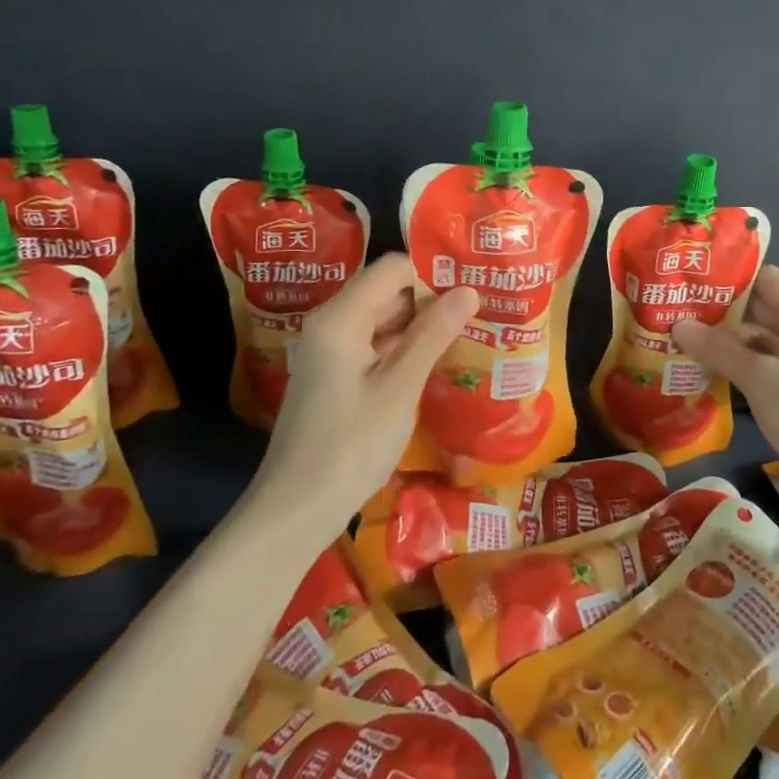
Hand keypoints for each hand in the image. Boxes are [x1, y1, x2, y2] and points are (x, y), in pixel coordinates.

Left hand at [255, 254, 478, 531]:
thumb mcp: (399, 388)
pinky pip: (375, 346)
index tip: (474, 283)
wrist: (296, 509)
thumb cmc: (350, 446)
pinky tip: (439, 360)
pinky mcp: (336, 375)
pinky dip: (405, 349)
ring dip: (422, 325)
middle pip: (387, 291)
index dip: (433, 271)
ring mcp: (331, 351)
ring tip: (471, 330)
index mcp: (341, 317)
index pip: (392, 268)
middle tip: (482, 308)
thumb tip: (468, 290)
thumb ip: (433, 335)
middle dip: (432, 297)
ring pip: (383, 320)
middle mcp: (332, 324)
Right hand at [671, 265, 778, 470]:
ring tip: (678, 336)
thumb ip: (718, 349)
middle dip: (717, 308)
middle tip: (673, 308)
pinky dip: (733, 362)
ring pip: (754, 337)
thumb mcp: (760, 379)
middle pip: (757, 306)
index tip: (690, 279)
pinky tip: (702, 367)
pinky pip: (759, 363)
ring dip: (721, 338)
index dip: (728, 276)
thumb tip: (677, 325)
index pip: (764, 277)